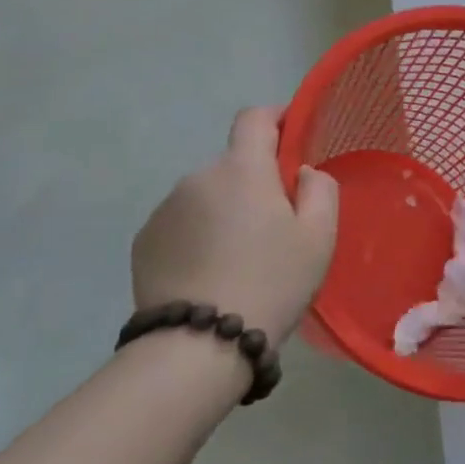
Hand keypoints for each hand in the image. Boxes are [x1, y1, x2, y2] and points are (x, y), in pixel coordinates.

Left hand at [131, 106, 339, 341]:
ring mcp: (164, 210)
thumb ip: (320, 189)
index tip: (293, 137)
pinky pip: (182, 222)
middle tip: (276, 225)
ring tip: (240, 257)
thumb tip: (302, 172)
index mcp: (242, 169)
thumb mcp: (320, 235)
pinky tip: (211, 272)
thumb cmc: (272, 281)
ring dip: (225, 210)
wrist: (198, 345)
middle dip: (255, 181)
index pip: (254, 118)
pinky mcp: (143, 242)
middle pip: (234, 164)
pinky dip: (199, 234)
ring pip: (207, 195)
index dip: (276, 118)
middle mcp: (198, 177)